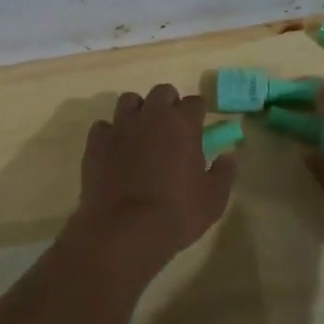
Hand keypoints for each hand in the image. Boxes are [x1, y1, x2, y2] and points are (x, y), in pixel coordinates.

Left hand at [70, 84, 236, 275]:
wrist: (125, 230)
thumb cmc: (177, 213)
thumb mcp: (213, 199)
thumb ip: (223, 173)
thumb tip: (228, 156)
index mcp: (183, 123)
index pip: (195, 102)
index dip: (198, 113)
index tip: (199, 126)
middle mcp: (151, 116)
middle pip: (162, 92)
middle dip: (169, 104)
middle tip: (172, 128)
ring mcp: (120, 127)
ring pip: (129, 101)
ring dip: (138, 111)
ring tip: (141, 133)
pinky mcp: (96, 143)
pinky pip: (103, 126)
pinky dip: (111, 134)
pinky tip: (115, 150)